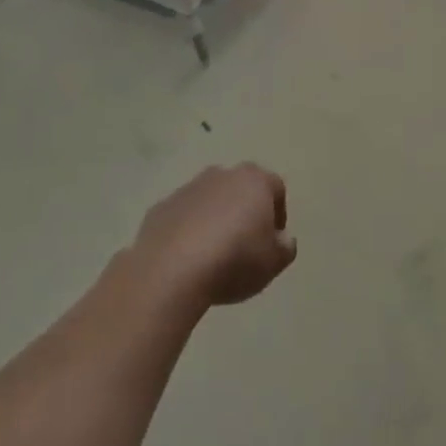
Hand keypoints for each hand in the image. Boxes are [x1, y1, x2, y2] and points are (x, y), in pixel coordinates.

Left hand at [134, 163, 296, 306]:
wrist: (170, 270)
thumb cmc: (234, 260)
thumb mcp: (274, 262)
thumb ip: (285, 247)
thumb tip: (281, 239)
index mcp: (254, 181)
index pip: (276, 188)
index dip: (278, 214)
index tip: (273, 241)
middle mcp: (222, 175)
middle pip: (240, 189)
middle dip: (244, 211)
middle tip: (245, 244)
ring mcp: (187, 189)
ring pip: (209, 200)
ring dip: (214, 219)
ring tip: (213, 254)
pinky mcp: (160, 208)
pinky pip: (182, 217)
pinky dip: (187, 231)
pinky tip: (186, 258)